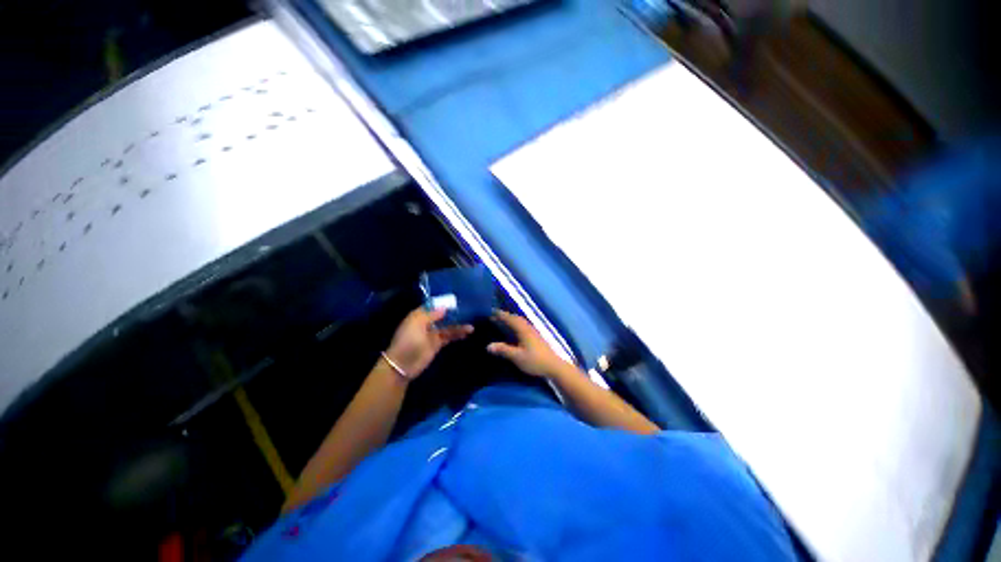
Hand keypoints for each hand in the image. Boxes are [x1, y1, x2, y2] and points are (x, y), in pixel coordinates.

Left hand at [385, 307, 472, 377]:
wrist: (402, 365)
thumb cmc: (407, 341)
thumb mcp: (417, 324)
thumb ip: (431, 315)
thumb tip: (444, 307)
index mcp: (419, 315)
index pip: (433, 305)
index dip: (444, 302)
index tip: (457, 300)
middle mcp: (427, 322)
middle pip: (442, 315)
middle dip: (454, 313)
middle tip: (468, 311)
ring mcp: (432, 333)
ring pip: (448, 326)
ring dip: (458, 325)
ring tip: (471, 327)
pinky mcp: (437, 343)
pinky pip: (449, 336)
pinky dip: (457, 334)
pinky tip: (466, 333)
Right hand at [487, 310, 569, 377]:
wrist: (554, 366)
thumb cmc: (535, 361)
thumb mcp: (517, 357)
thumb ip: (503, 350)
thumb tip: (488, 346)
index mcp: (523, 330)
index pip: (510, 319)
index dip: (501, 315)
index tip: (491, 311)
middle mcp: (528, 328)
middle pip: (516, 318)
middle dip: (505, 316)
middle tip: (495, 316)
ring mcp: (533, 331)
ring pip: (520, 321)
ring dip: (511, 319)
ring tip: (503, 321)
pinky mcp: (536, 336)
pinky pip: (523, 325)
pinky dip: (516, 324)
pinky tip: (515, 330)